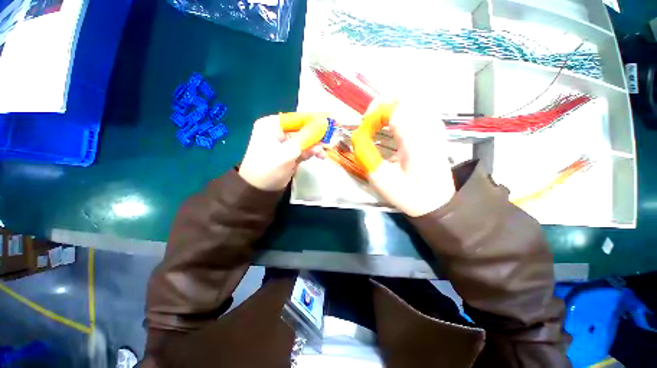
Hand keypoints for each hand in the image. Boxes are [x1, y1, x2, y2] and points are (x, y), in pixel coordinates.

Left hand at [239, 115, 323, 190]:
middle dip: (315, 137)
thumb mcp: (287, 153)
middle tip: (328, 143)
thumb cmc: (269, 169)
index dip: (313, 121)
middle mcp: (277, 131)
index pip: (296, 118)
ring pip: (304, 140)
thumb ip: (306, 139)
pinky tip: (319, 156)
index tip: (329, 125)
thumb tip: (323, 125)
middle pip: (302, 129)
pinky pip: (302, 149)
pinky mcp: (289, 153)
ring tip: (323, 155)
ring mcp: (283, 143)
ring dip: (314, 147)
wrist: (259, 190)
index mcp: (271, 125)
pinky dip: (310, 152)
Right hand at [368, 102, 455, 216]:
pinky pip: (419, 108)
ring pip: (414, 99)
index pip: (393, 111)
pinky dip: (402, 110)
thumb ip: (365, 155)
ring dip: (392, 106)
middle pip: (406, 96)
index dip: (374, 115)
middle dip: (383, 103)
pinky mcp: (436, 130)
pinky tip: (394, 125)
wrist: (437, 203)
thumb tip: (357, 136)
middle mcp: (428, 129)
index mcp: (415, 142)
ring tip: (379, 121)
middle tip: (370, 118)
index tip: (364, 129)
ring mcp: (435, 127)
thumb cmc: (409, 194)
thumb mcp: (381, 180)